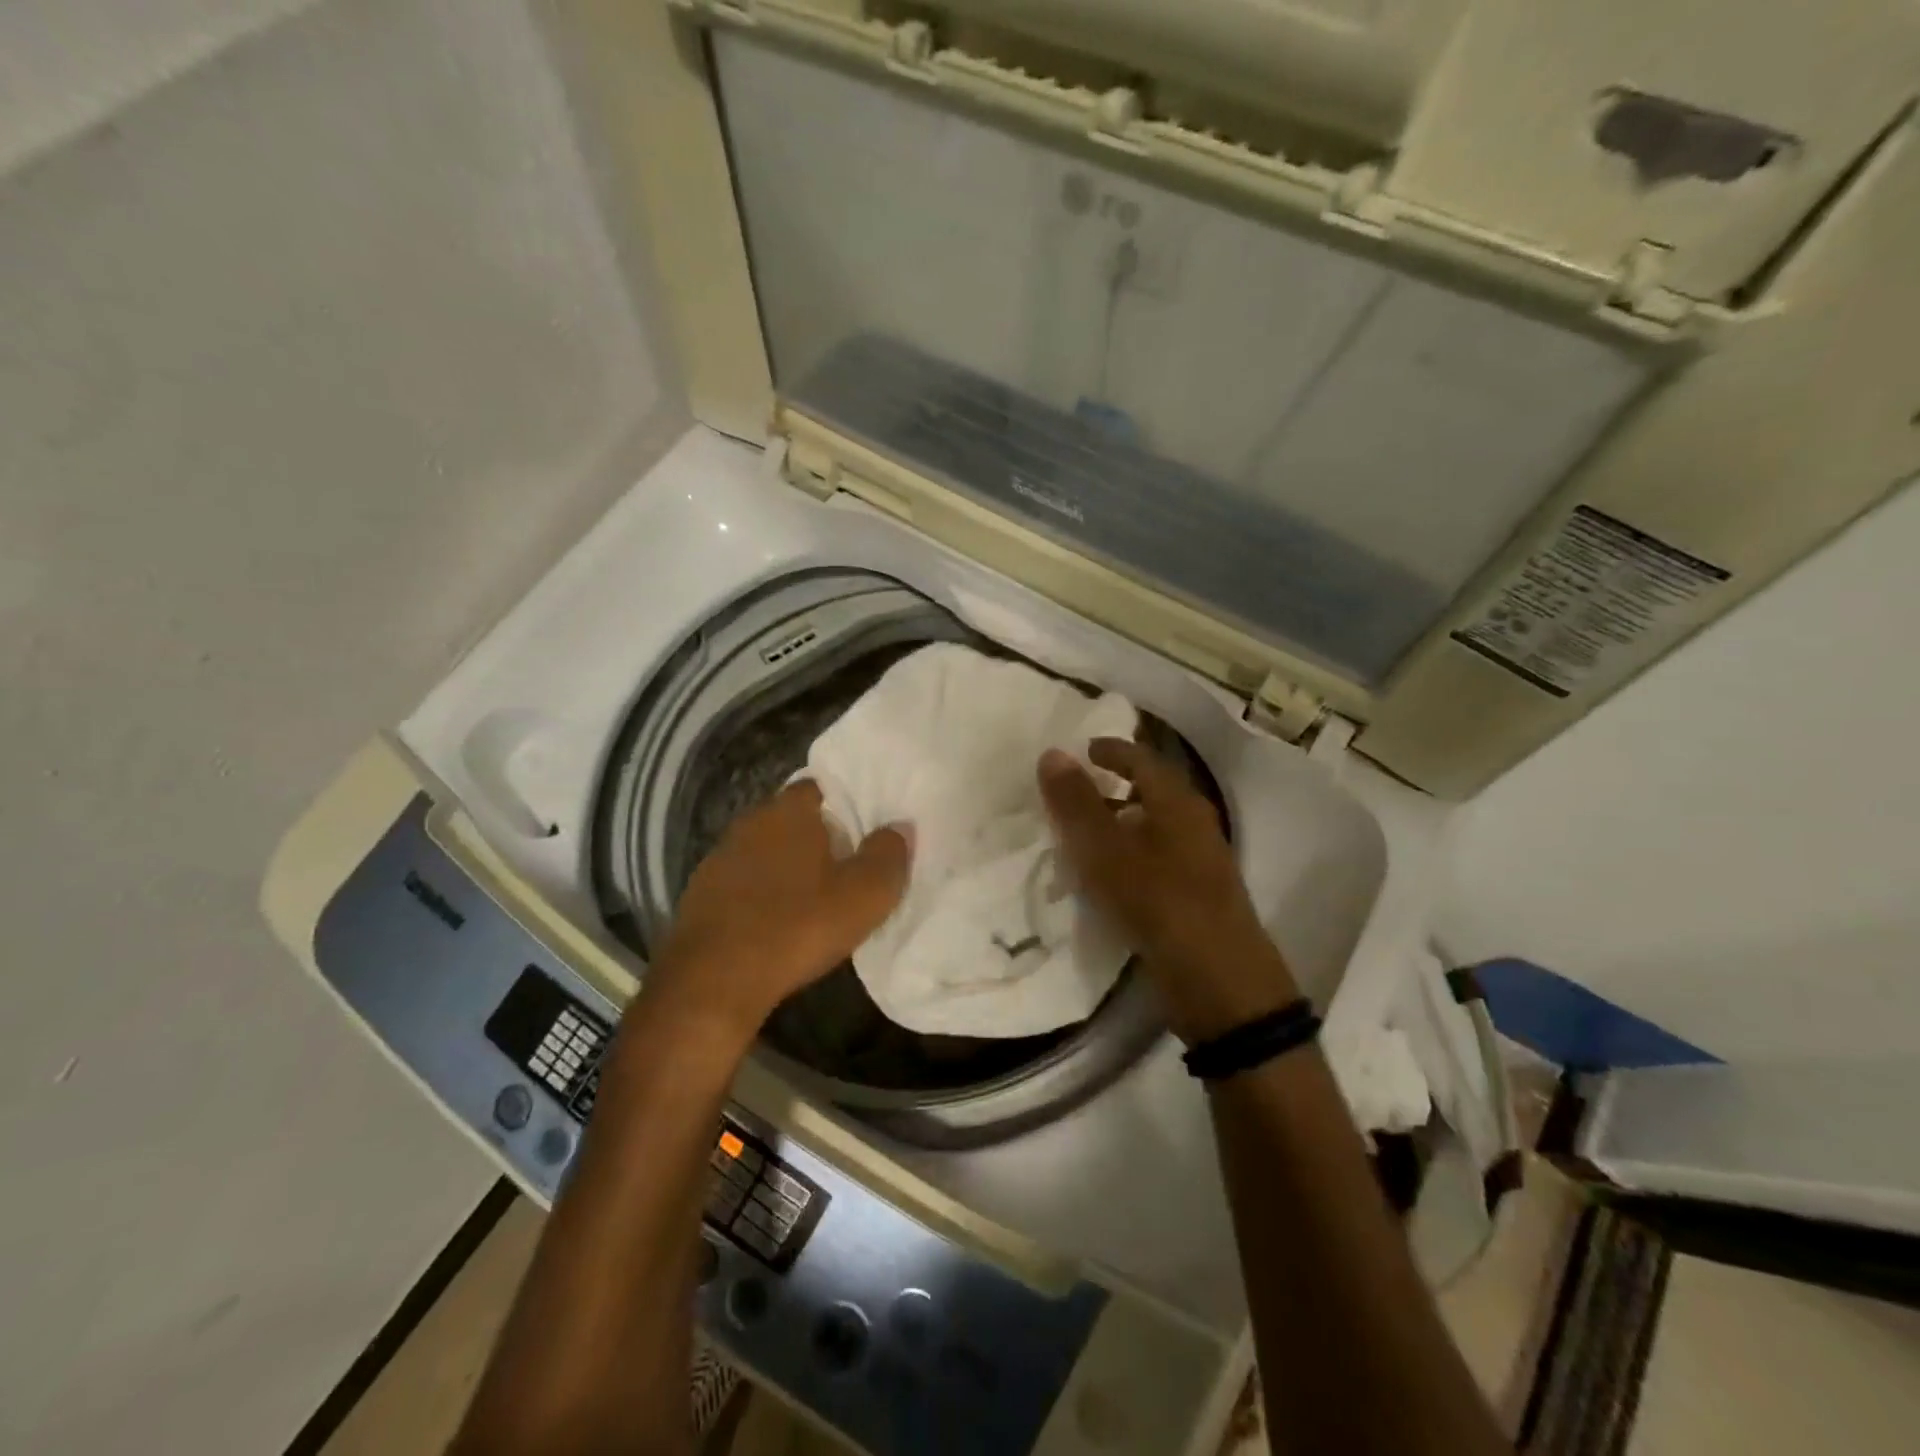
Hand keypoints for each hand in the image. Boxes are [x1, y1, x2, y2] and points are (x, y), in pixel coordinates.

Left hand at [645, 781, 911, 1050]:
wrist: (712, 981)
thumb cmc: (796, 926)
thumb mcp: (863, 896)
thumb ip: (888, 855)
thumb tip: (900, 827)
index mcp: (789, 811)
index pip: (820, 786)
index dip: (844, 803)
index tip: (863, 827)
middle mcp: (751, 822)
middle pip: (792, 817)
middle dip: (816, 835)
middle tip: (845, 863)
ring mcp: (720, 856)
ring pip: (765, 849)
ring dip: (786, 865)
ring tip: (812, 895)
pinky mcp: (701, 892)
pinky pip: (743, 880)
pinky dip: (760, 892)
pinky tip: (775, 920)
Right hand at [1039, 738, 1298, 1043]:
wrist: (1220, 984)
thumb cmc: (1160, 903)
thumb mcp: (1107, 850)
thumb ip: (1077, 803)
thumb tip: (1052, 753)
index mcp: (1178, 803)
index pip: (1142, 759)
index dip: (1111, 751)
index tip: (1082, 751)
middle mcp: (1194, 824)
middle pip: (1150, 792)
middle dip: (1111, 789)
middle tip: (1072, 795)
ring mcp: (1199, 862)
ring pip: (1151, 828)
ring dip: (1117, 825)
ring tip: (1078, 838)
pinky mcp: (1196, 896)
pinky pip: (1154, 860)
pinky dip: (1127, 857)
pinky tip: (1103, 880)